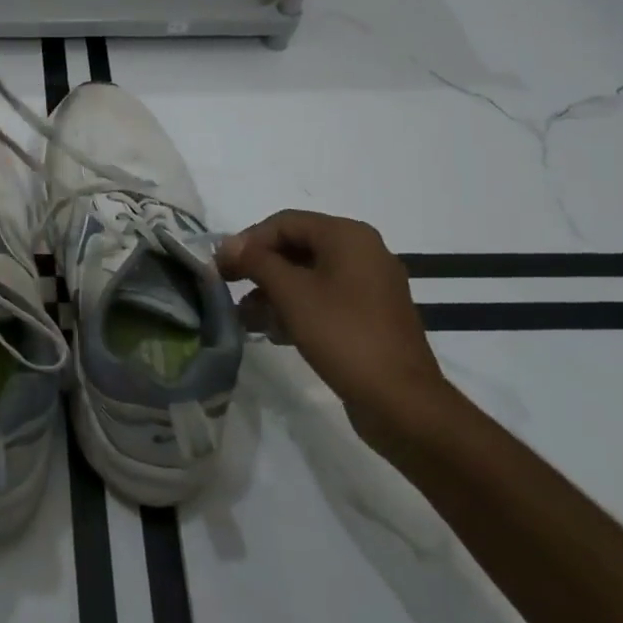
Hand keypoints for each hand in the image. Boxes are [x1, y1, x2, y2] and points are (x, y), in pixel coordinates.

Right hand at [216, 211, 450, 435]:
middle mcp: (363, 252)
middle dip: (259, 268)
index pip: (285, 222)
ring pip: (309, 275)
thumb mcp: (291, 293)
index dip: (248, 241)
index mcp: (348, 236)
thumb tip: (227, 244)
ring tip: (245, 317)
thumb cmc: (342, 334)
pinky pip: (325, 298)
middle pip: (297, 247)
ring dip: (273, 292)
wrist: (400, 400)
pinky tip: (272, 332)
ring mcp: (370, 285)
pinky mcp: (370, 315)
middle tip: (229, 287)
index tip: (221, 267)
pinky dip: (296, 308)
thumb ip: (256, 261)